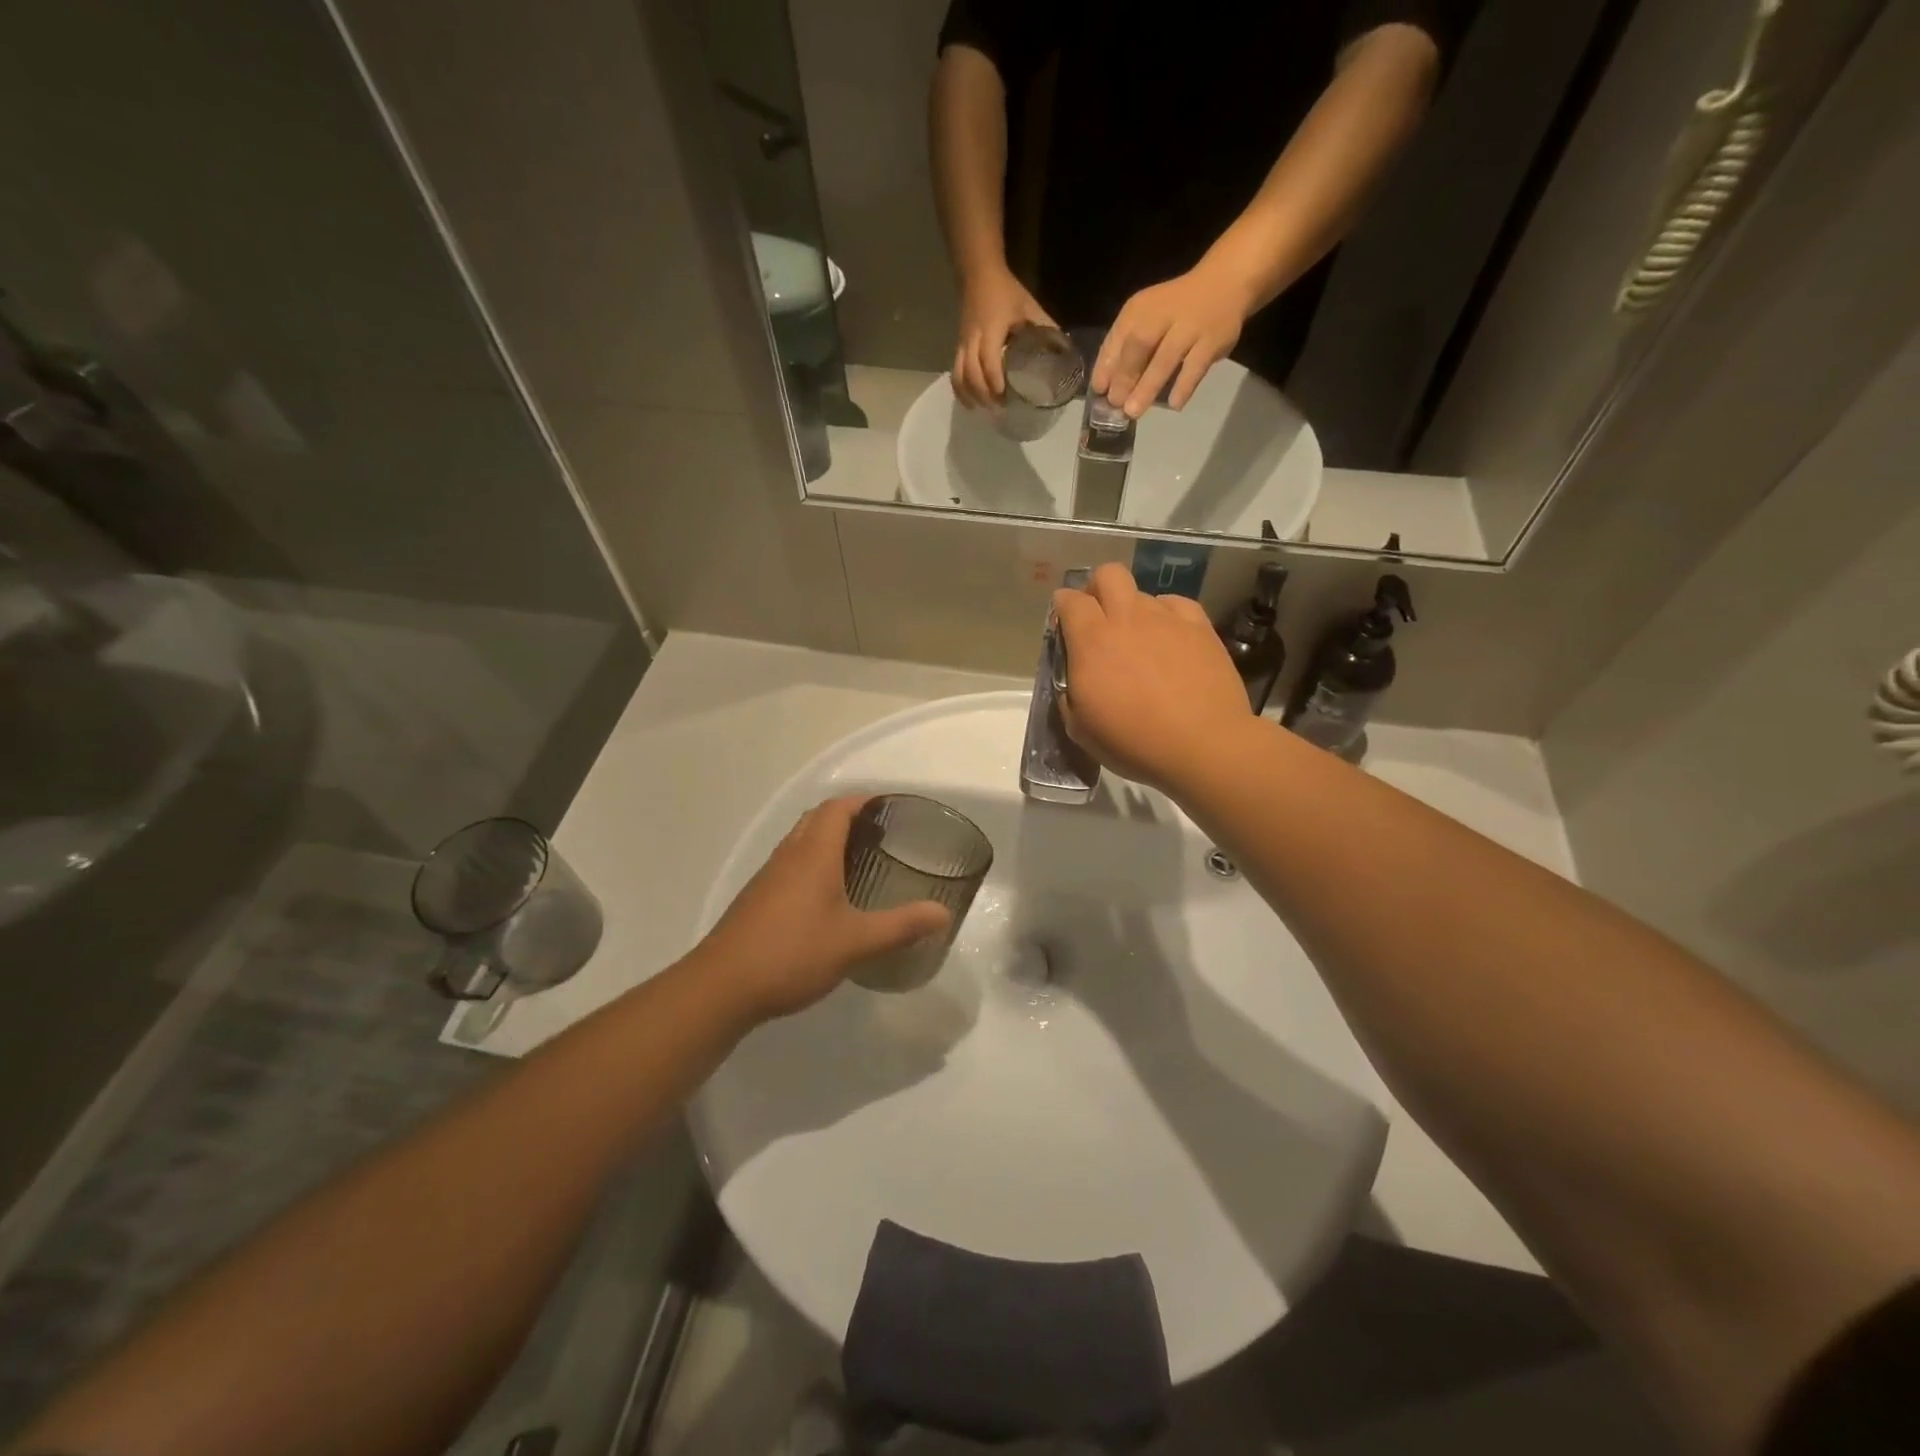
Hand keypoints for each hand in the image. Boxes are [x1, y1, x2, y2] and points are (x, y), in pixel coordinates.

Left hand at [696, 797, 950, 1022]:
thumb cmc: (792, 953)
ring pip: (801, 842)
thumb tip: (943, 914)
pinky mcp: (757, 899)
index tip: (891, 809)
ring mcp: (768, 877)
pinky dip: (813, 864)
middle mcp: (789, 855)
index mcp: (813, 852)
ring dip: (828, 840)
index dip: (864, 801)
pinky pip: (790, 865)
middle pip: (817, 818)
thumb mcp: (855, 942)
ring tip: (860, 861)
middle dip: (848, 817)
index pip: (837, 807)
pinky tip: (828, 898)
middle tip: (881, 835)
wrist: (722, 986)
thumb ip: (901, 926)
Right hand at [952, 266, 1055, 409]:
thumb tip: (1063, 351)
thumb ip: (1044, 328)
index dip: (993, 379)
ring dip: (970, 395)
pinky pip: (955, 372)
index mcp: (991, 328)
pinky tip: (970, 403)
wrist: (979, 274)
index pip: (988, 358)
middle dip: (983, 394)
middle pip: (971, 372)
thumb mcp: (1030, 307)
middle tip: (999, 409)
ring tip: (983, 410)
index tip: (1003, 396)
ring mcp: (963, 344)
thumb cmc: (1007, 291)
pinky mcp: (959, 347)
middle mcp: (973, 339)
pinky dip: (960, 390)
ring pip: (959, 375)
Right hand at [1052, 563, 1253, 793]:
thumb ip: (1068, 693)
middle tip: (1100, 620)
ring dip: (1134, 610)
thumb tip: (1073, 678)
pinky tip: (1171, 639)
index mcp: (1091, 640)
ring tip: (1140, 641)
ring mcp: (1167, 618)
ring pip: (1143, 593)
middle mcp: (1127, 618)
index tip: (1064, 628)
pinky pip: (1177, 605)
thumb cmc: (1134, 742)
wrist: (1203, 745)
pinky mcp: (1200, 627)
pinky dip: (1168, 616)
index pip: (1068, 600)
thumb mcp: (1079, 728)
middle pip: (1108, 574)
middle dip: (1098, 589)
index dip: (1062, 608)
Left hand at [1091, 262, 1255, 417]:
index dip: (1106, 366)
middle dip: (1125, 376)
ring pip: (1166, 358)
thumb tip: (1104, 386)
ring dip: (1147, 386)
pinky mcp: (1212, 340)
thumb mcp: (1145, 318)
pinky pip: (1196, 366)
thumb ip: (1124, 347)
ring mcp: (1190, 327)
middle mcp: (1163, 314)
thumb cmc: (1175, 309)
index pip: (1117, 338)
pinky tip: (1174, 405)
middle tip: (1116, 403)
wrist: (1225, 282)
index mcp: (1140, 309)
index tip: (1099, 391)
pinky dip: (1184, 386)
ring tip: (1134, 411)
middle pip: (1139, 345)